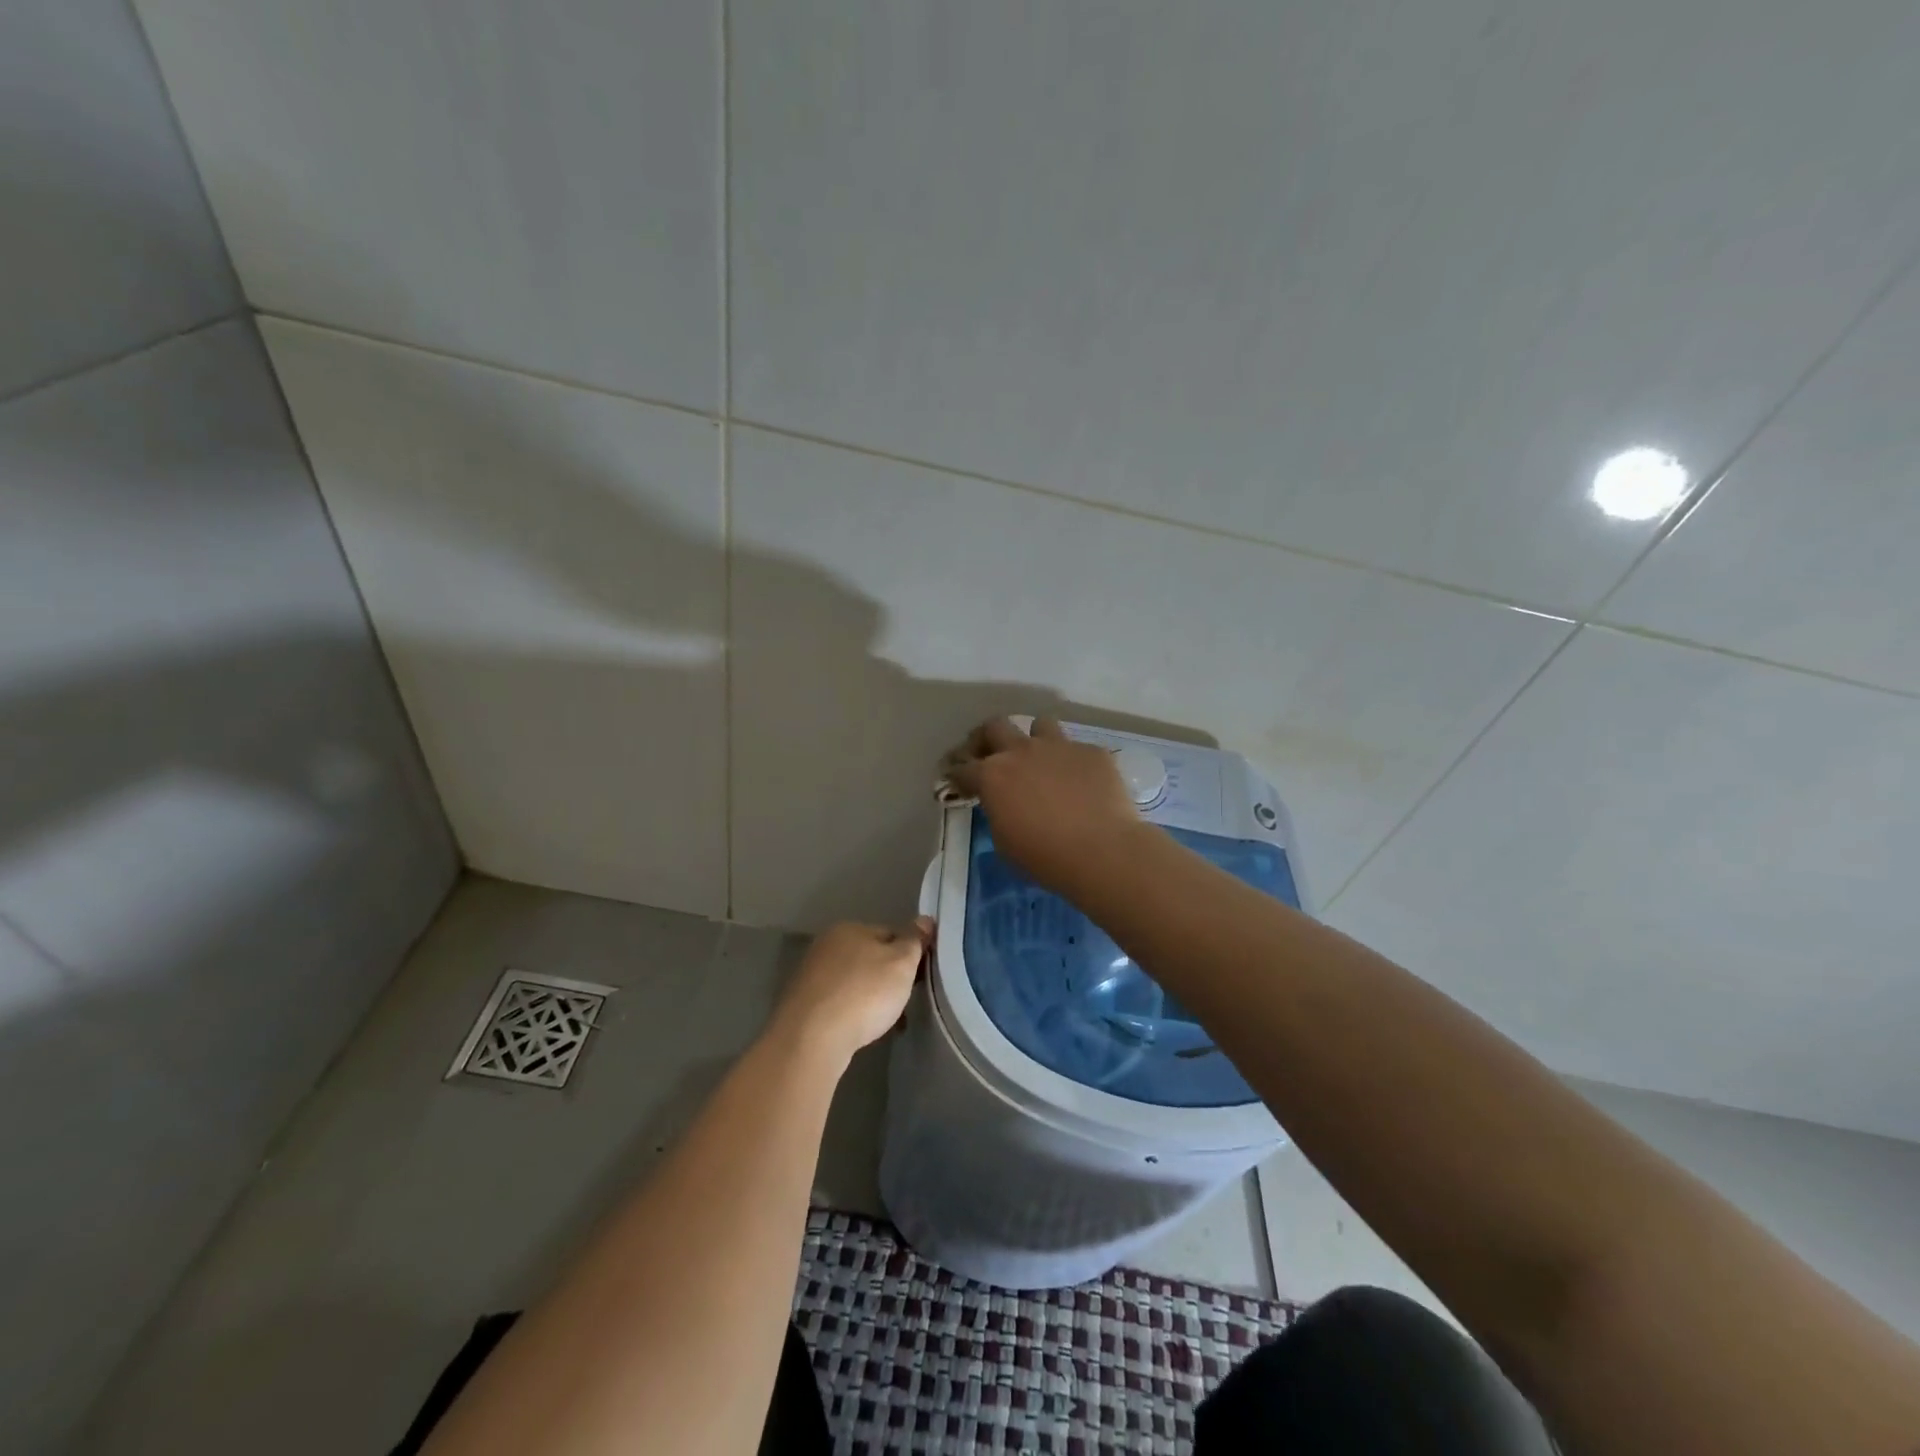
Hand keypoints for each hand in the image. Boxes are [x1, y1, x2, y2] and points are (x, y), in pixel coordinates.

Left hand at [772, 918, 931, 1064]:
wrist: (812, 1039)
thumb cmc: (863, 993)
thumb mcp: (901, 963)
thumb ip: (914, 941)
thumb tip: (925, 919)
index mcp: (849, 929)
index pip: (890, 933)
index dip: (909, 954)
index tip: (920, 977)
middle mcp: (826, 946)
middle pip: (870, 958)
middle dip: (889, 978)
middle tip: (905, 1001)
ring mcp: (811, 976)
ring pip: (854, 983)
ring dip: (871, 998)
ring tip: (886, 1022)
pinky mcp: (803, 1005)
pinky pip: (839, 1003)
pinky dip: (853, 1013)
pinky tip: (861, 1031)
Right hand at [942, 717, 1148, 896]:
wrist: (1102, 851)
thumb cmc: (1045, 857)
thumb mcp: (1005, 842)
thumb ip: (998, 813)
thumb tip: (1004, 805)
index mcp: (992, 775)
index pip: (962, 767)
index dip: (956, 774)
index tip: (957, 781)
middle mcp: (1022, 751)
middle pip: (995, 726)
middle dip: (988, 738)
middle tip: (990, 755)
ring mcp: (1059, 747)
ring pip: (1040, 725)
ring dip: (1035, 740)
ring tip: (1041, 760)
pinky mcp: (1092, 752)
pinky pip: (1077, 750)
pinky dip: (1073, 764)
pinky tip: (1082, 784)